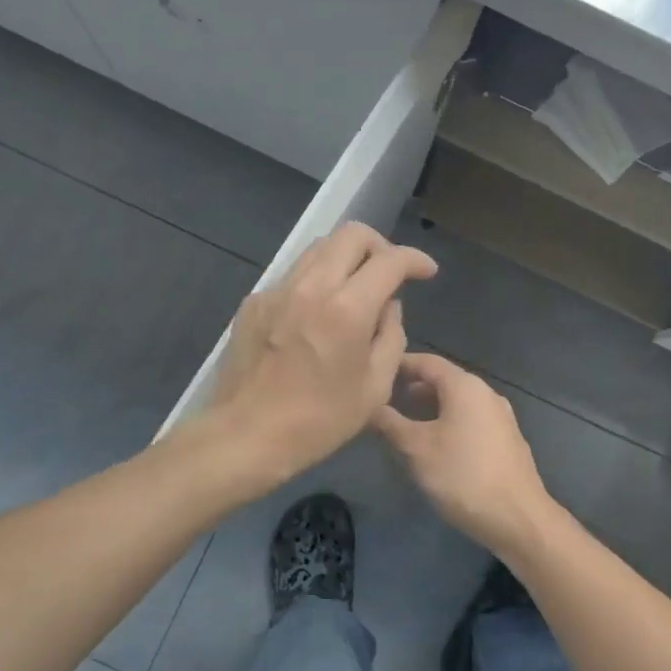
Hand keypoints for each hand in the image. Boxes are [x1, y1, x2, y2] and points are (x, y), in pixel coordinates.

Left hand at [208, 222, 436, 481]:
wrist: (246, 435)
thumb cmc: (319, 421)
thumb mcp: (375, 388)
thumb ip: (391, 336)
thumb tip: (387, 307)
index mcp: (347, 309)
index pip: (389, 260)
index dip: (414, 260)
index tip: (425, 272)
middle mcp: (311, 286)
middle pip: (351, 234)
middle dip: (379, 246)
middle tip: (389, 275)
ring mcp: (277, 290)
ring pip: (319, 248)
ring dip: (345, 258)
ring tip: (355, 290)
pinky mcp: (254, 302)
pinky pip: (294, 275)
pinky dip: (315, 282)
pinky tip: (317, 314)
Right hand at [372, 352, 555, 558]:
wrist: (518, 518)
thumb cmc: (462, 476)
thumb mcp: (417, 449)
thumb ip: (390, 424)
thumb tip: (370, 406)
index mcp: (465, 386)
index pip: (427, 362)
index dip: (400, 364)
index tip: (377, 371)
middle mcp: (486, 393)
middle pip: (444, 380)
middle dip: (414, 388)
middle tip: (386, 399)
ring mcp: (500, 417)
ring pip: (458, 402)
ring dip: (431, 407)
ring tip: (405, 423)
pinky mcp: (506, 440)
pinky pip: (471, 420)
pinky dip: (449, 422)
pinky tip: (436, 445)